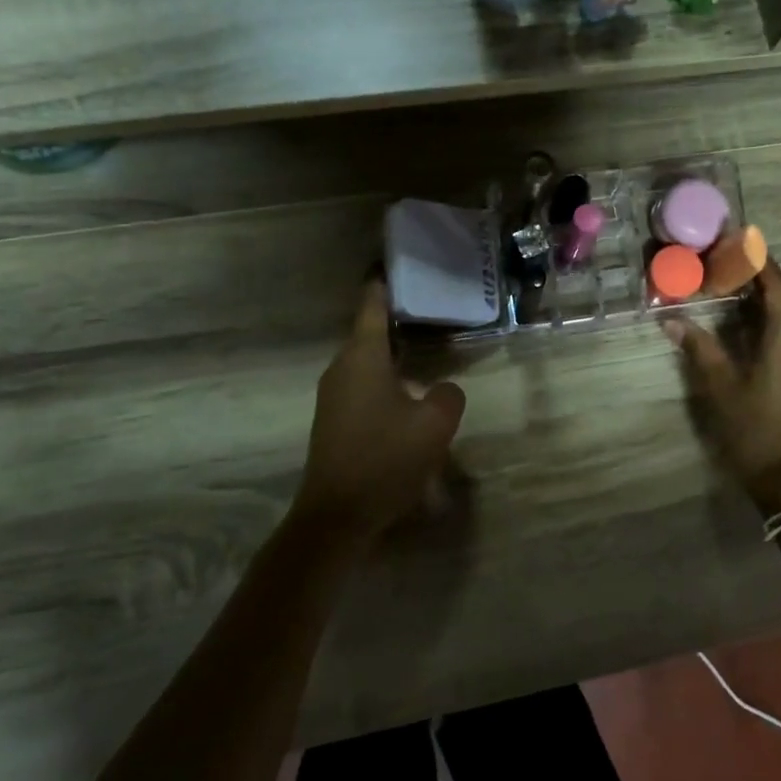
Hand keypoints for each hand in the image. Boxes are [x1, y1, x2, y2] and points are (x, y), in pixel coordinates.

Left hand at [294, 279, 466, 543]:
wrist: (336, 516)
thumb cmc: (385, 458)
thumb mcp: (435, 424)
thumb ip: (447, 395)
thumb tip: (440, 390)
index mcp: (363, 358)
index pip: (372, 307)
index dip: (383, 285)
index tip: (392, 265)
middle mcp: (342, 369)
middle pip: (369, 334)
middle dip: (396, 321)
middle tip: (428, 310)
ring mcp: (333, 396)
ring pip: (367, 363)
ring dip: (392, 356)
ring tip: (424, 351)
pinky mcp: (333, 421)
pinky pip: (362, 386)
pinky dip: (385, 380)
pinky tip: (408, 396)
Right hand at [662, 257, 780, 506]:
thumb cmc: (755, 431)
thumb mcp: (721, 388)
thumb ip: (700, 349)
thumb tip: (673, 320)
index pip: (779, 285)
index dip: (761, 262)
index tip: (742, 243)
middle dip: (761, 287)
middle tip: (728, 279)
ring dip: (771, 313)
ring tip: (738, 311)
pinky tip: (757, 347)